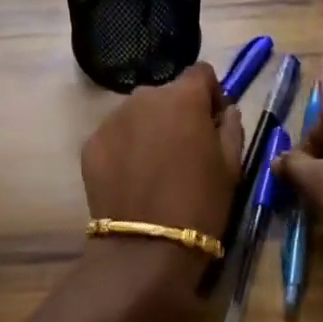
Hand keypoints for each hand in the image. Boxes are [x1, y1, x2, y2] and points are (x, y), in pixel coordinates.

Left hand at [78, 63, 243, 317]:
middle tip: (185, 151)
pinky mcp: (91, 142)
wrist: (146, 248)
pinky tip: (133, 179)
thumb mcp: (231, 166)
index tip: (213, 123)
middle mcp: (144, 96)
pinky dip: (125, 148)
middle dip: (178, 114)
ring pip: (139, 114)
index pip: (200, 73)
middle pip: (167, 94)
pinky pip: (116, 135)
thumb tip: (225, 110)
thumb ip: (231, 127)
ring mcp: (113, 118)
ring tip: (156, 168)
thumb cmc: (200, 204)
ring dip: (150, 129)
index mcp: (182, 97)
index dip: (210, 95)